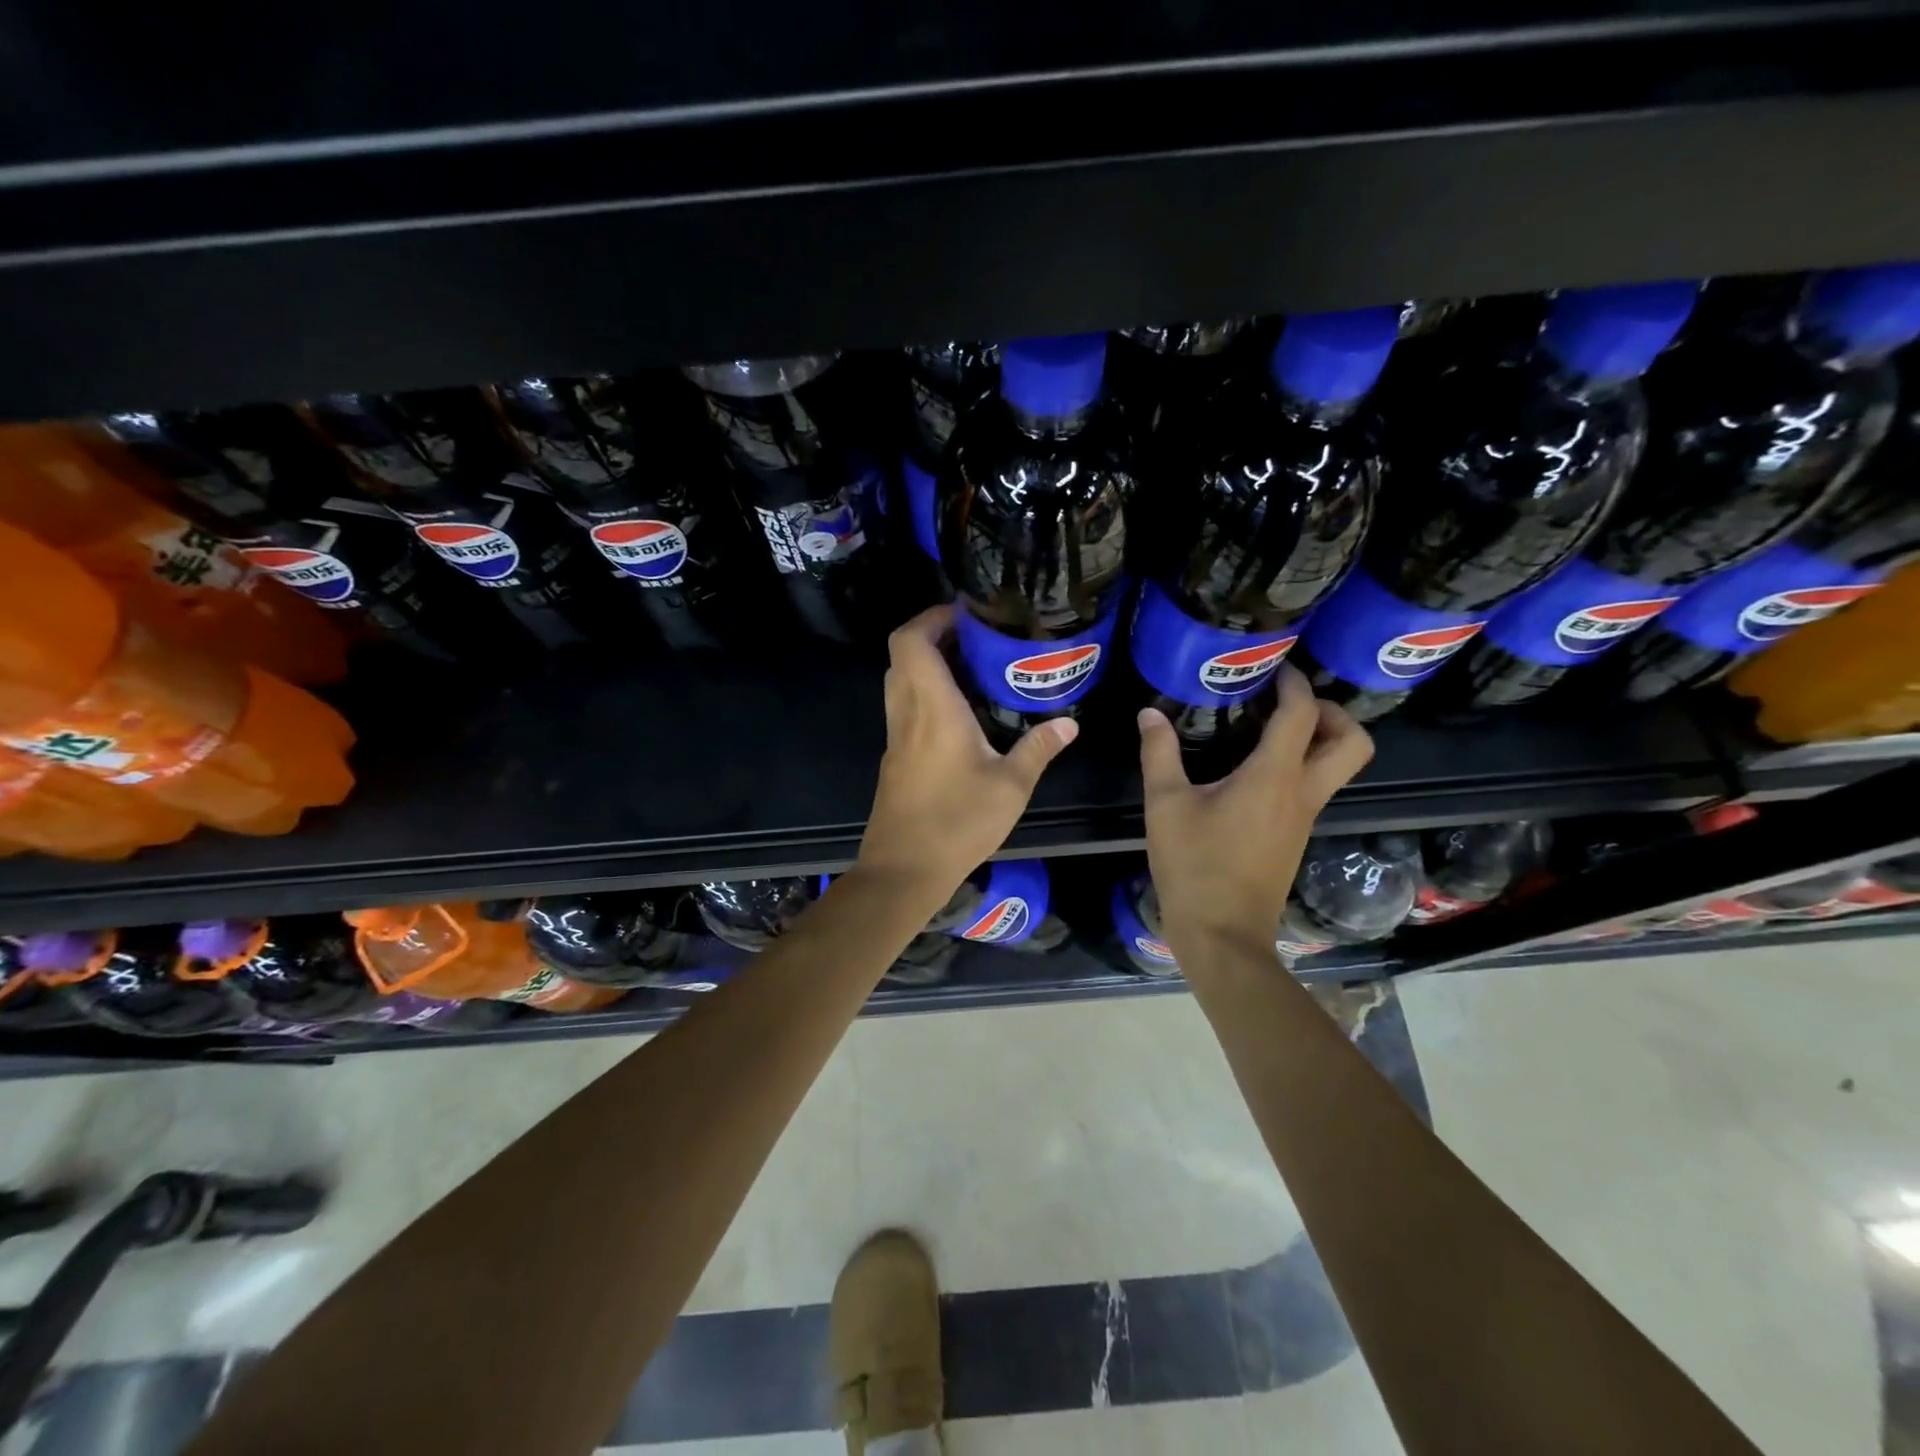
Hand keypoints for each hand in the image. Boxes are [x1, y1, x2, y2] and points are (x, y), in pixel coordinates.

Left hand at [857, 606, 1077, 906]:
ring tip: (971, 669)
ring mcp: (896, 736)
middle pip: (903, 654)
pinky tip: (959, 713)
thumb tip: (1069, 723)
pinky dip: (924, 694)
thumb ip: (1039, 749)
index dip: (931, 617)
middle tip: (975, 639)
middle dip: (934, 635)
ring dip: (928, 665)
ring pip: (900, 680)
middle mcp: (907, 713)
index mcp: (933, 708)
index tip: (966, 614)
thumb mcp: (1010, 787)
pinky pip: (904, 707)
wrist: (903, 869)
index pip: (911, 641)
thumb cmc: (957, 823)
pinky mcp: (895, 757)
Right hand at [1138, 665, 1373, 958]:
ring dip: (1320, 739)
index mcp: (1274, 778)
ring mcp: (1304, 818)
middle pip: (1352, 743)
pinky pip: (1315, 787)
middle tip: (1289, 705)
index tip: (1274, 668)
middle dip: (1332, 713)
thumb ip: (1160, 753)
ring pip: (1339, 767)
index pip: (1302, 714)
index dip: (1294, 683)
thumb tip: (1150, 714)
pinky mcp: (1296, 836)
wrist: (1222, 935)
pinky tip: (1254, 770)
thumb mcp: (1166, 805)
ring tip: (1270, 730)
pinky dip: (1301, 765)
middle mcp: (1302, 793)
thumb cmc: (1194, 866)